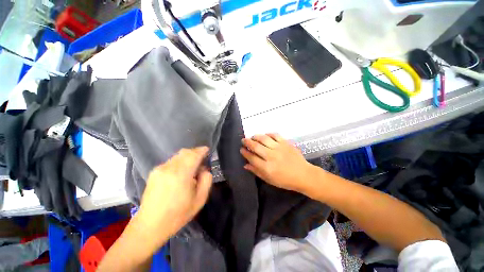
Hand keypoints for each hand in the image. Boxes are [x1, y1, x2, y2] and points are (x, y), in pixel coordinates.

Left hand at [137, 147, 212, 243]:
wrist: (150, 225)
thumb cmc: (178, 214)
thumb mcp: (200, 199)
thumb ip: (206, 180)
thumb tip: (204, 169)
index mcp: (181, 175)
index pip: (193, 155)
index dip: (202, 150)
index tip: (207, 150)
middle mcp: (169, 168)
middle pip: (185, 152)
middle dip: (195, 152)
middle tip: (201, 159)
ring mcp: (160, 169)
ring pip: (178, 156)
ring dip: (187, 157)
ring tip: (192, 167)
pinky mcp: (154, 172)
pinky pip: (171, 161)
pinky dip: (180, 162)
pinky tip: (181, 172)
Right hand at [240, 134, 314, 192]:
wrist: (303, 175)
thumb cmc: (285, 180)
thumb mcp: (269, 179)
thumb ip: (256, 171)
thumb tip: (245, 165)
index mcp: (267, 167)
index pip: (251, 157)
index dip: (245, 153)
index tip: (241, 149)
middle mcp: (271, 156)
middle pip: (255, 146)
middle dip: (247, 142)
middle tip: (243, 140)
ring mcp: (279, 148)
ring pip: (263, 138)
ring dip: (255, 136)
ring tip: (252, 137)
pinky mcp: (286, 143)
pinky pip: (275, 135)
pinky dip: (268, 134)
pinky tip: (265, 136)